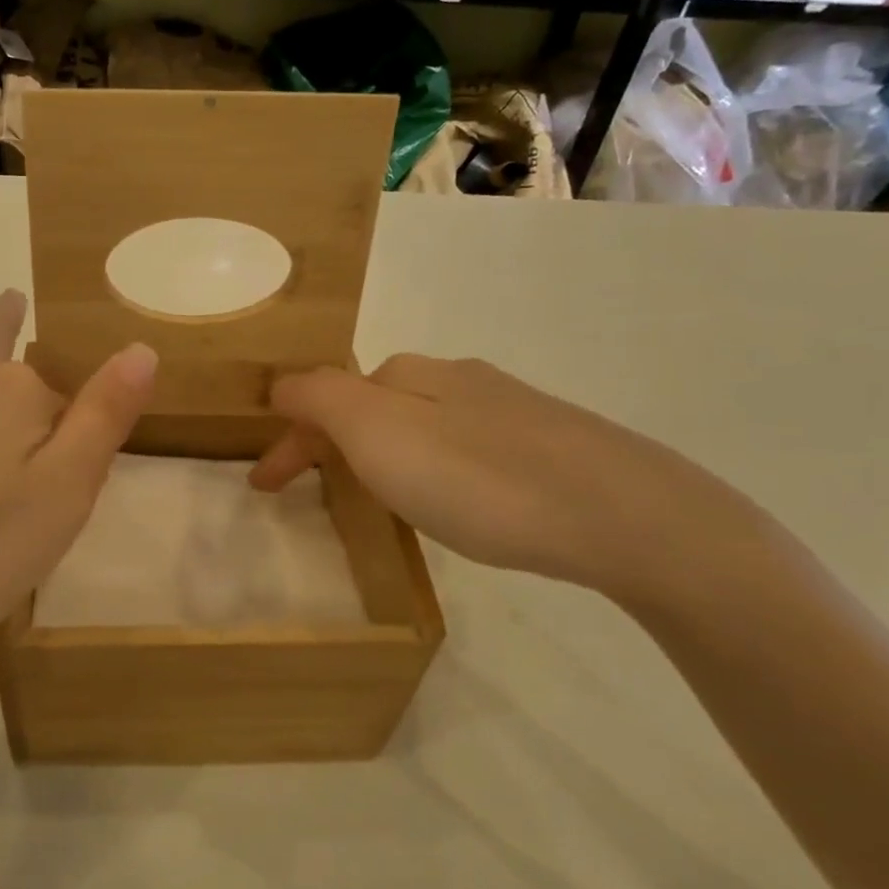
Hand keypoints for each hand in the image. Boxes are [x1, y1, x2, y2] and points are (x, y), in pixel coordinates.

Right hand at [249, 355, 746, 605]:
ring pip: (421, 423)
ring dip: (383, 452)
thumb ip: (319, 399)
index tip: (264, 487)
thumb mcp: (377, 433)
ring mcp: (508, 408)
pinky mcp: (549, 443)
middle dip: (334, 441)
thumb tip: (282, 383)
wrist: (624, 514)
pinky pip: (465, 446)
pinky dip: (433, 465)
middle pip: (373, 404)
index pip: (325, 396)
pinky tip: (456, 497)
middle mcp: (457, 378)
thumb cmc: (480, 478)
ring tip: (380, 497)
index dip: (289, 440)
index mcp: (410, 374)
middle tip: (318, 488)